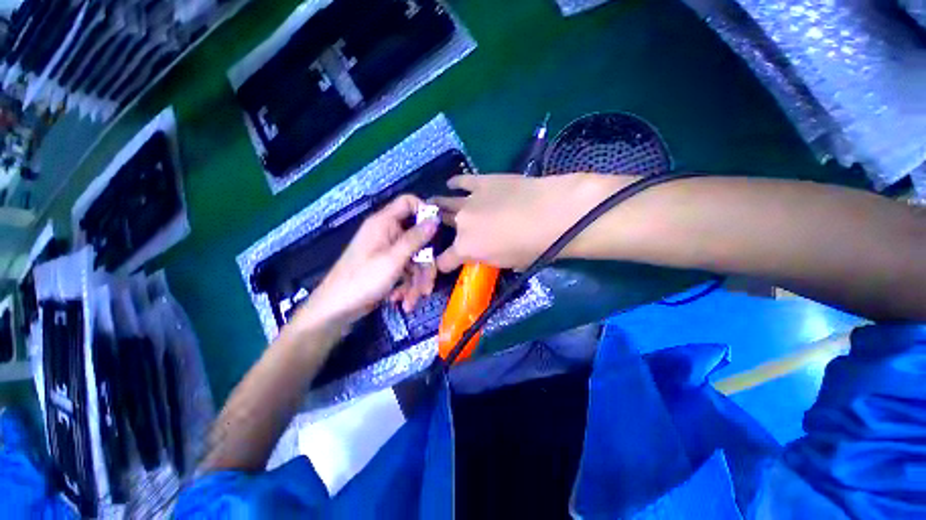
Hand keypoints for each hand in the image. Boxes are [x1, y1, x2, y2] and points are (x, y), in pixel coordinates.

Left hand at [291, 195, 438, 331]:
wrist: (336, 309)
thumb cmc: (363, 280)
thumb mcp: (394, 259)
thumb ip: (416, 238)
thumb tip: (435, 219)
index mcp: (384, 223)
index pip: (408, 202)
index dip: (425, 211)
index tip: (437, 230)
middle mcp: (387, 233)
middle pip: (417, 239)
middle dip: (424, 264)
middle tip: (427, 286)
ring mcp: (387, 251)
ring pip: (414, 258)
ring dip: (416, 281)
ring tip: (411, 301)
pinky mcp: (387, 266)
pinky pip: (405, 270)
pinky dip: (406, 285)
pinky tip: (402, 301)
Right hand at [432, 173, 627, 271]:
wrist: (552, 214)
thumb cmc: (534, 248)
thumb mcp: (507, 263)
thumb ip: (488, 258)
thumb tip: (484, 253)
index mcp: (466, 248)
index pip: (444, 260)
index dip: (442, 264)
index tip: (444, 264)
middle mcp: (460, 224)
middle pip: (441, 225)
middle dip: (436, 228)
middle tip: (437, 227)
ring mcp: (469, 201)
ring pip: (445, 202)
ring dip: (438, 205)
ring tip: (433, 204)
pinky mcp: (482, 181)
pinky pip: (462, 181)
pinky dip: (456, 183)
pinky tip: (452, 184)